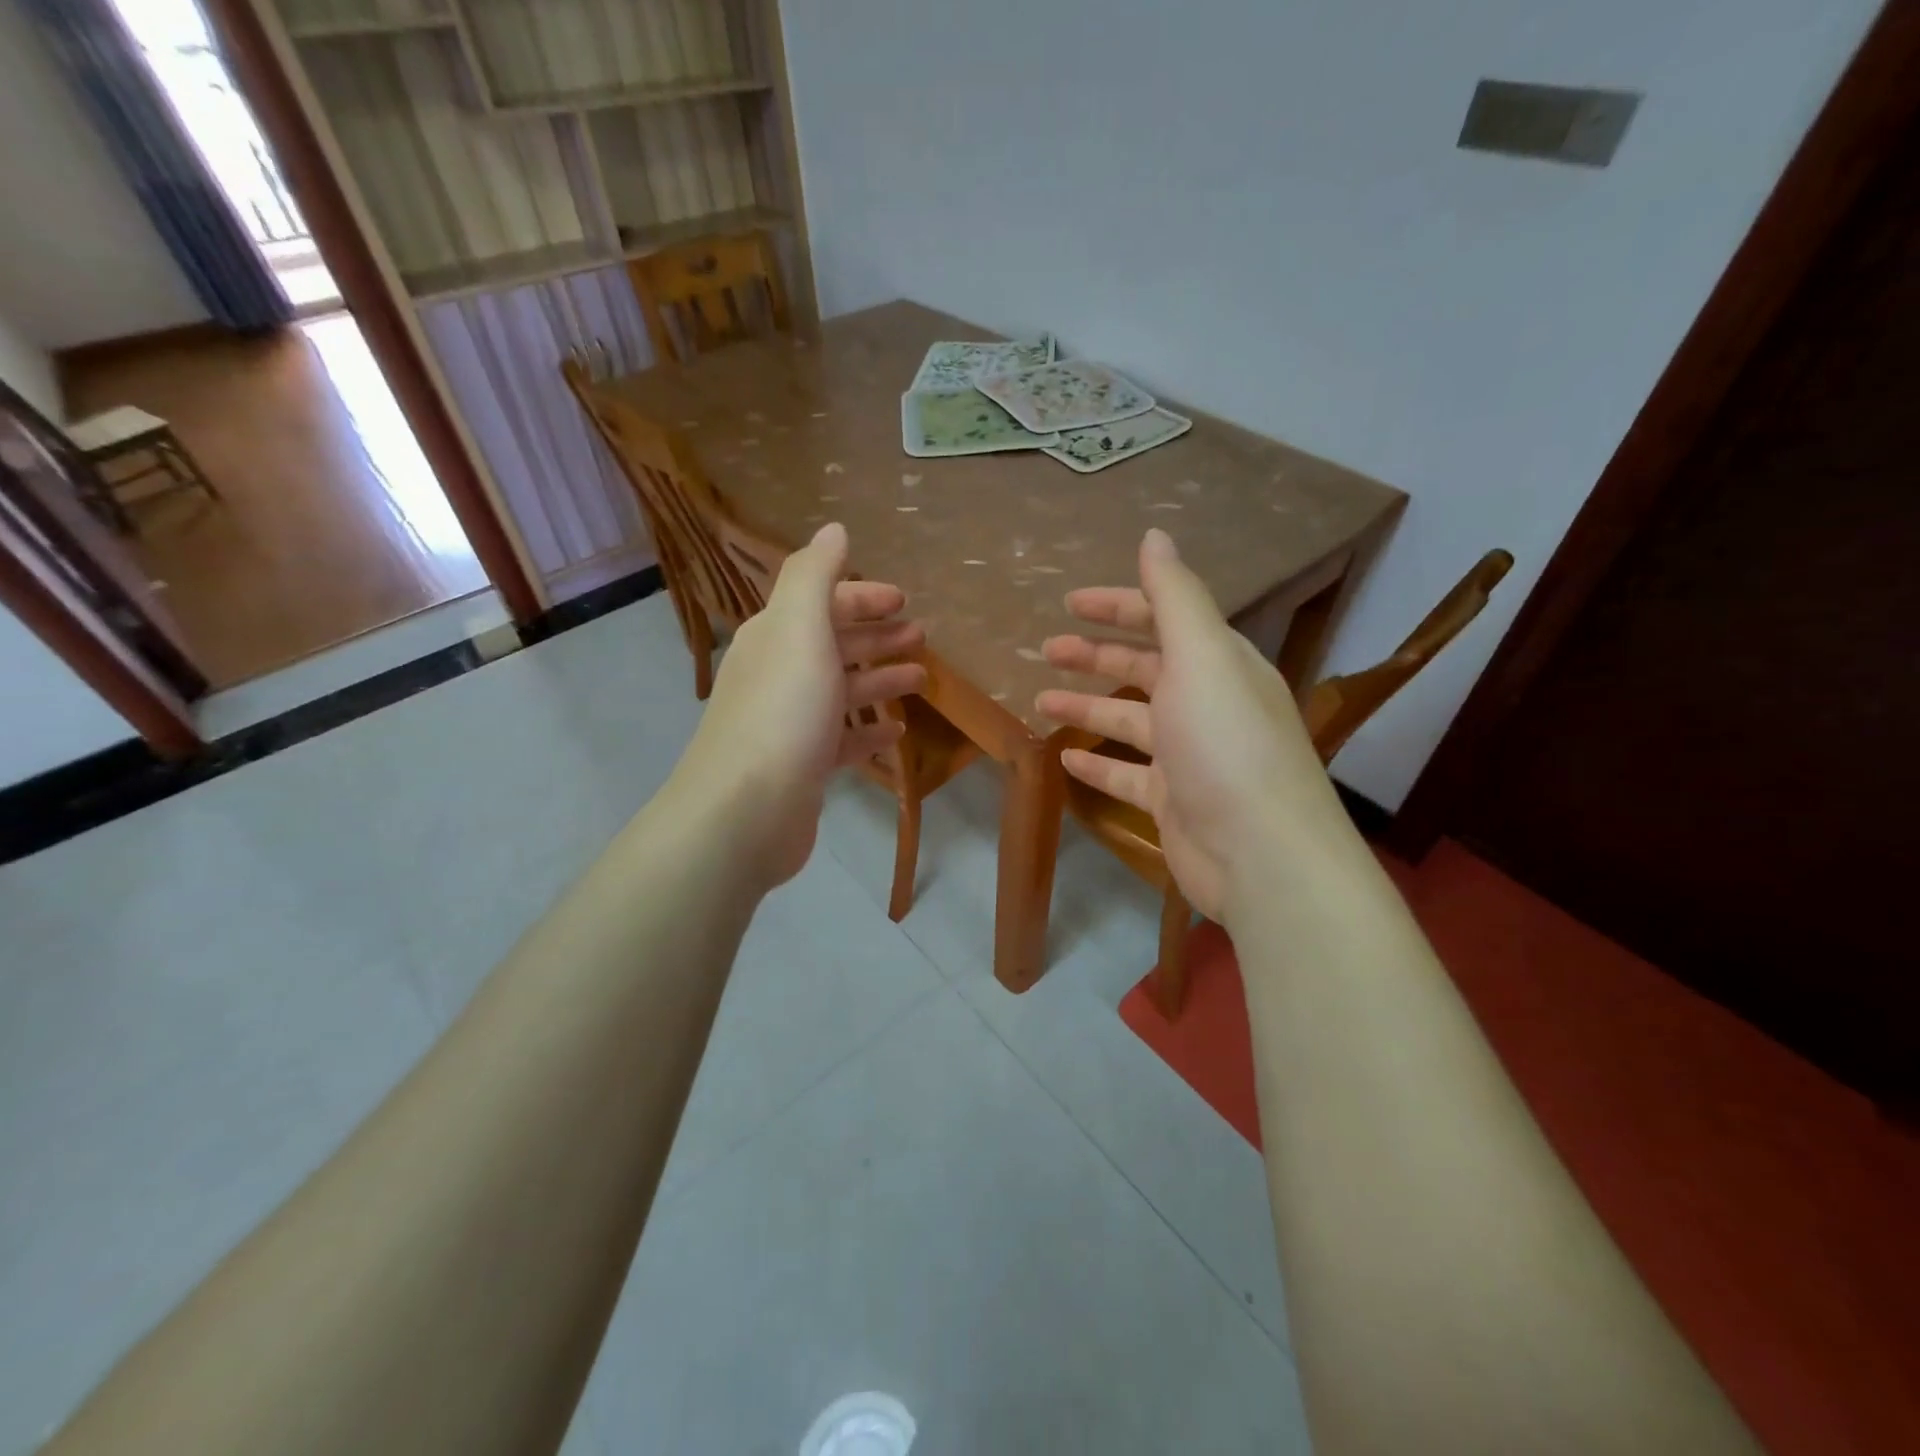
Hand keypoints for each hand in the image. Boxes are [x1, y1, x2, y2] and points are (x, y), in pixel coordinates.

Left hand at [666, 523, 925, 888]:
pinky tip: (897, 733)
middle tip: (921, 638)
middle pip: (833, 645)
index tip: (904, 601)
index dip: (862, 596)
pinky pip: (842, 739)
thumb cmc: (783, 712)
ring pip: (841, 691)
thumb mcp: (800, 629)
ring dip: (880, 680)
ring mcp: (789, 723)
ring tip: (921, 679)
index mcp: (776, 636)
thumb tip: (832, 529)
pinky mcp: (802, 766)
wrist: (745, 811)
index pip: (821, 602)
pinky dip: (869, 732)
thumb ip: (815, 575)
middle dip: (876, 636)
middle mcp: (779, 673)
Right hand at [1035, 528, 1346, 918]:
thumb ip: (1175, 597)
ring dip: (1087, 707)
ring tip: (1041, 701)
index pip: (1165, 619)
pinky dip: (1098, 764)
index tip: (1069, 602)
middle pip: (1144, 669)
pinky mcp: (1173, 800)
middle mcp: (1206, 703)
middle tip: (1046, 650)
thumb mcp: (1202, 657)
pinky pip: (1127, 774)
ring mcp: (1189, 756)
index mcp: (1218, 663)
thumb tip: (1155, 535)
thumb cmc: (1226, 744)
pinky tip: (1066, 759)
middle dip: (1096, 655)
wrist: (1261, 854)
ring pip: (1129, 721)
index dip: (1118, 606)